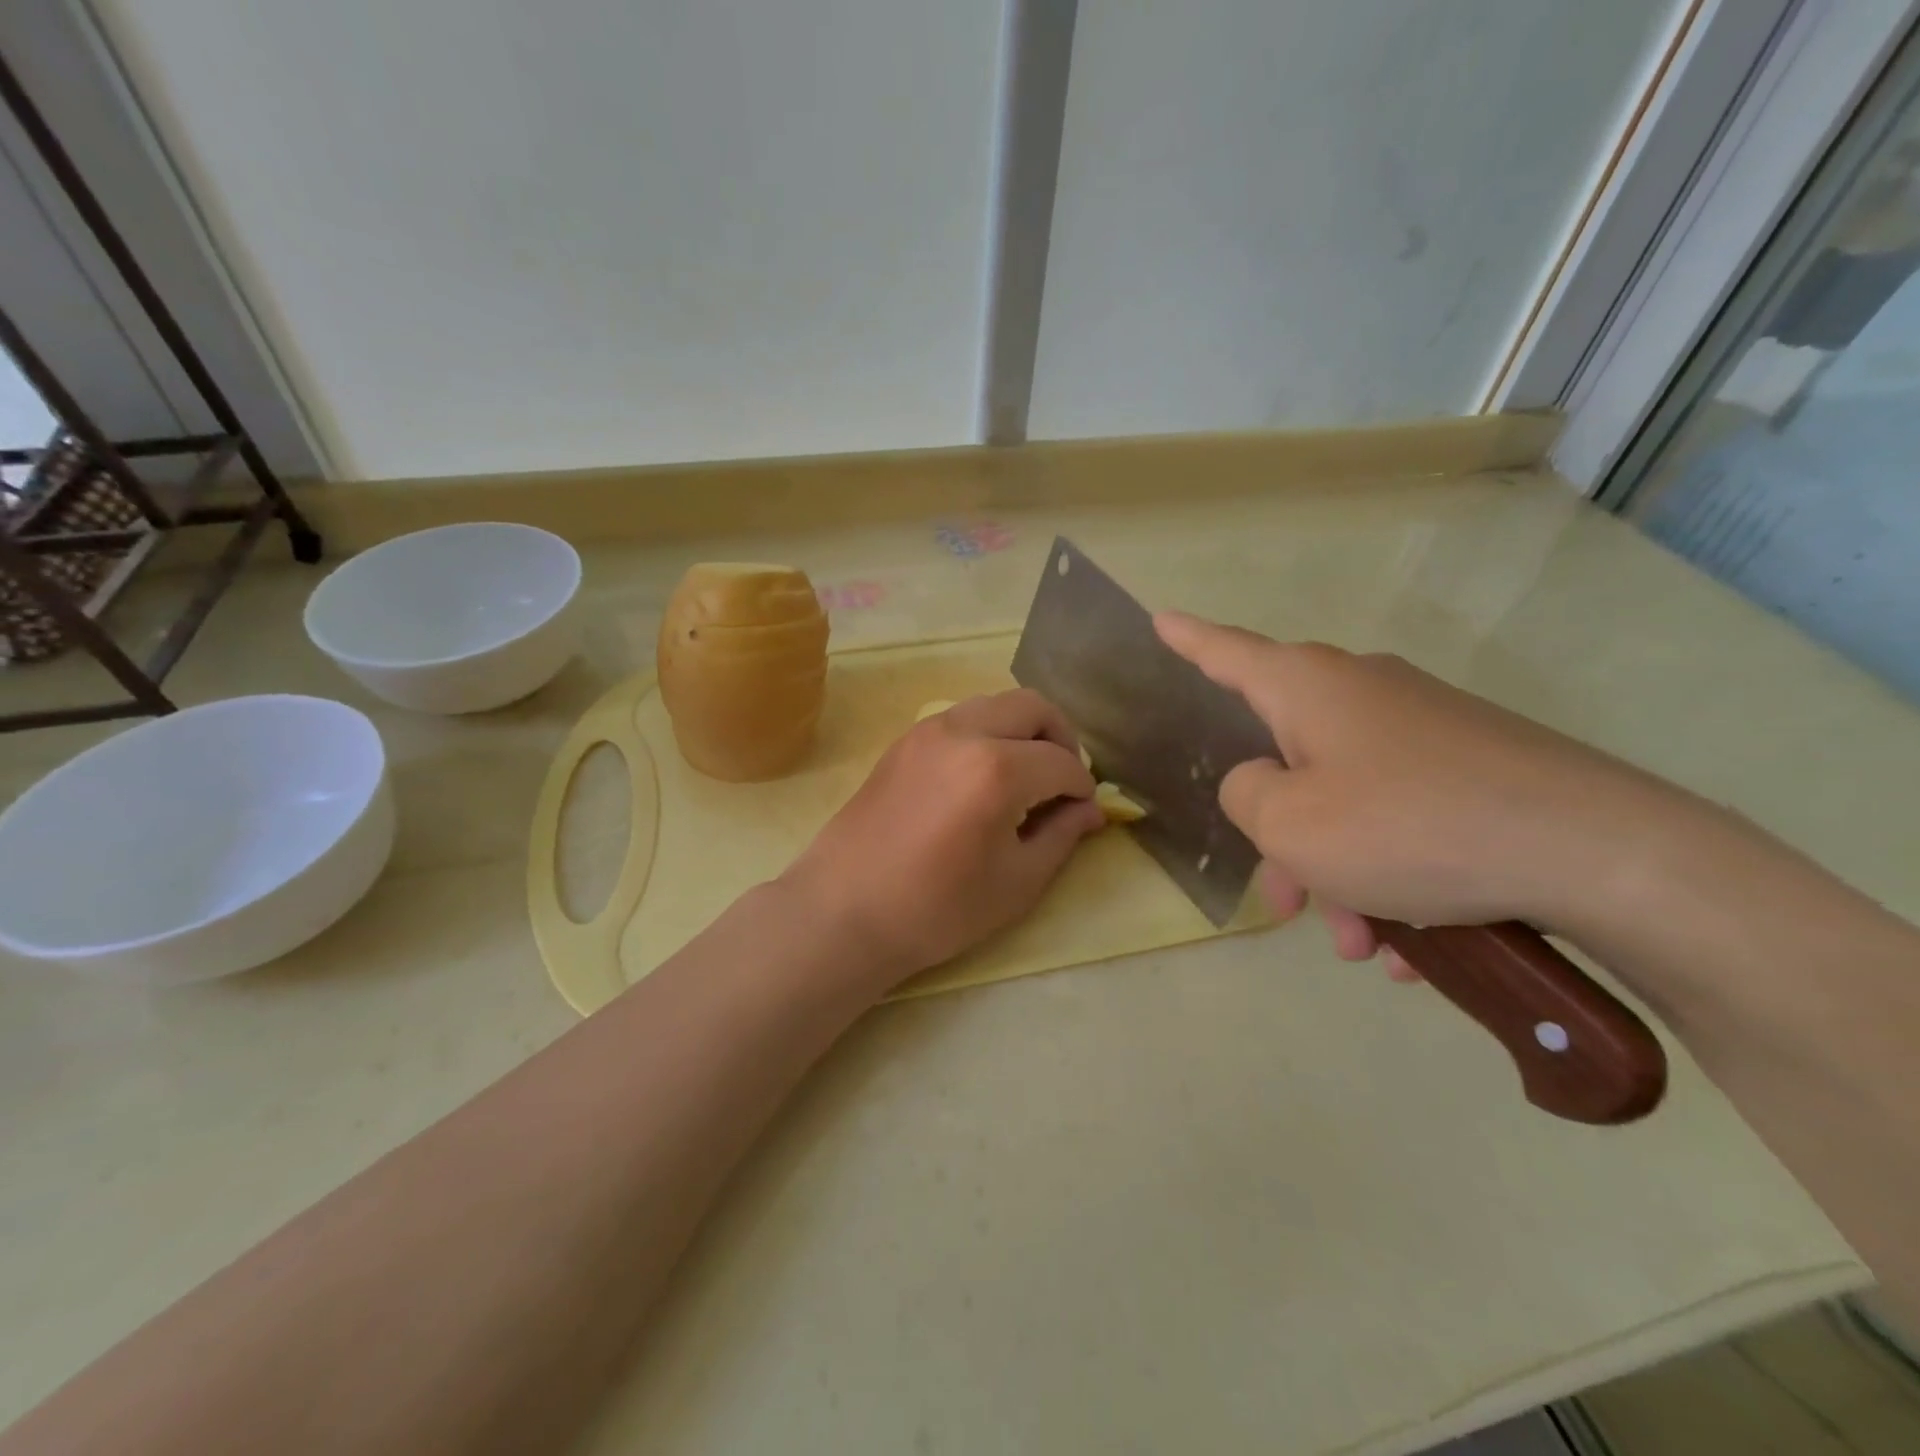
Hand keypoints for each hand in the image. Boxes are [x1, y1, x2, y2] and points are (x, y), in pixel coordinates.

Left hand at [781, 689, 1105, 989]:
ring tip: (1025, 778)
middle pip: (1033, 706)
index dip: (1082, 788)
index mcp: (996, 769)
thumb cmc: (937, 909)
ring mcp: (928, 730)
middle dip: (1060, 739)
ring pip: (995, 704)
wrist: (844, 911)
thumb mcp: (1016, 883)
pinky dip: (988, 733)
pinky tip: (983, 778)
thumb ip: (1061, 836)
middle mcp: (963, 732)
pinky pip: (962, 718)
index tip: (1083, 812)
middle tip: (1062, 782)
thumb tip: (1090, 810)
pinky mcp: (904, 740)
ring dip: (1022, 730)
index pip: (1061, 762)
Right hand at [1156, 612, 1692, 970]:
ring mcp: (1423, 728)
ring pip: (1346, 800)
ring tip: (1362, 944)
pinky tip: (1413, 940)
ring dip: (1340, 872)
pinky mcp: (1472, 765)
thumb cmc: (1410, 827)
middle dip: (1281, 836)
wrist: (1600, 853)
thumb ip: (1244, 794)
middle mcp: (1362, 693)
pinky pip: (1401, 817)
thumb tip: (1262, 781)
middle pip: (1288, 757)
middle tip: (1288, 903)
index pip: (1227, 652)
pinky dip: (1392, 874)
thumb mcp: (1290, 823)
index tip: (1160, 619)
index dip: (1188, 639)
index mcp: (1308, 688)